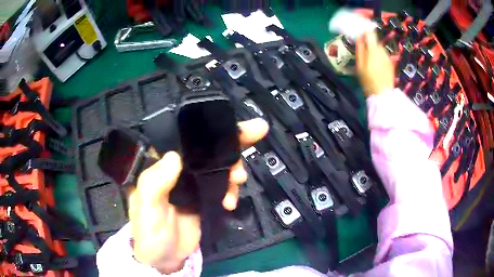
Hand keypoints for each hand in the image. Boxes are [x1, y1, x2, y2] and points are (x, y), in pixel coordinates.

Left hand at [128, 118, 268, 273]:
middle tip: (256, 131)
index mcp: (159, 166)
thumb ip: (155, 183)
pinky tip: (230, 202)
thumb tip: (174, 156)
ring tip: (238, 179)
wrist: (166, 258)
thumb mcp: (147, 208)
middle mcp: (177, 170)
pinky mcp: (204, 197)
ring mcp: (192, 183)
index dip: (206, 129)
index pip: (182, 139)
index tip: (229, 123)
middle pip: (206, 148)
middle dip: (231, 141)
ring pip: (218, 166)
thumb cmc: (150, 233)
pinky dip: (231, 190)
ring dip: (233, 168)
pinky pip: (223, 186)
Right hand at [356, 32, 394, 96]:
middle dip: (367, 39)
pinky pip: (382, 53)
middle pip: (374, 39)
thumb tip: (359, 37)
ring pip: (378, 46)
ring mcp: (387, 56)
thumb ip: (360, 49)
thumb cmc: (369, 81)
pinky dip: (377, 54)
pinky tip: (374, 63)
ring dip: (372, 47)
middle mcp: (382, 50)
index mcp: (374, 50)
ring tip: (367, 57)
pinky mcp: (390, 62)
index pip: (370, 33)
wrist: (383, 94)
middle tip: (360, 44)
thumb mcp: (360, 66)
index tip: (358, 27)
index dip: (364, 28)